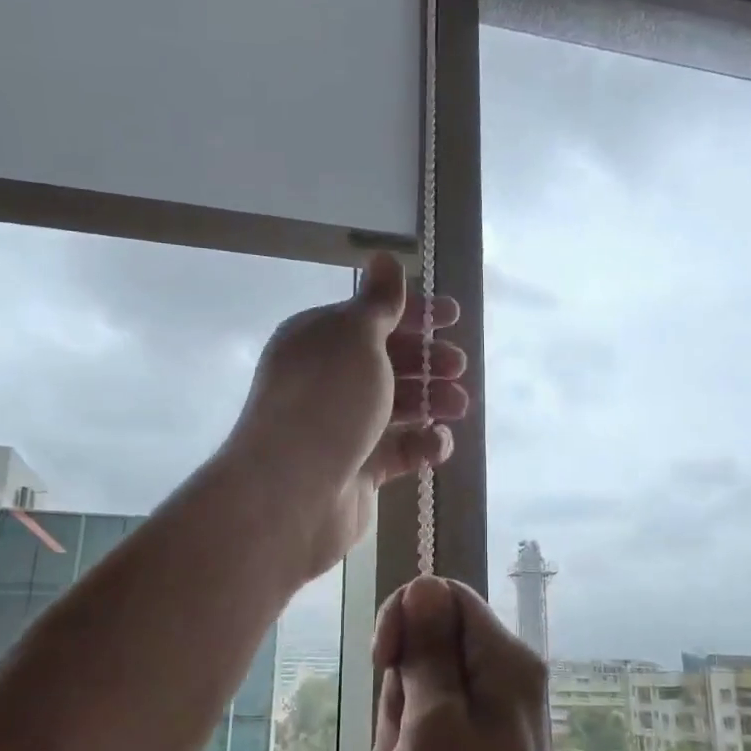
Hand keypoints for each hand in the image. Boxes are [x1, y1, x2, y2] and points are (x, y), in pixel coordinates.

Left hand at [224, 253, 468, 580]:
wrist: (291, 492)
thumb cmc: (326, 401)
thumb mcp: (355, 338)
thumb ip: (378, 302)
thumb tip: (384, 258)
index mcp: (319, 341)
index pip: (371, 318)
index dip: (414, 314)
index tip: (454, 316)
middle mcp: (327, 381)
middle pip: (387, 362)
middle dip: (427, 360)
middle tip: (457, 366)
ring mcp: (342, 427)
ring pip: (397, 407)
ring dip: (431, 401)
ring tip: (459, 405)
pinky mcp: (358, 470)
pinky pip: (398, 451)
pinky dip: (422, 445)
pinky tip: (437, 444)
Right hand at [372, 578, 582, 750]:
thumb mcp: (433, 724)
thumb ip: (428, 651)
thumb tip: (424, 586)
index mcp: (505, 661)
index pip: (443, 596)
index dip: (405, 618)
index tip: (384, 662)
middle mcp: (503, 679)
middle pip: (427, 647)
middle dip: (400, 691)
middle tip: (407, 746)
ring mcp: (488, 718)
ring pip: (418, 691)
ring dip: (399, 730)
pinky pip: (425, 729)